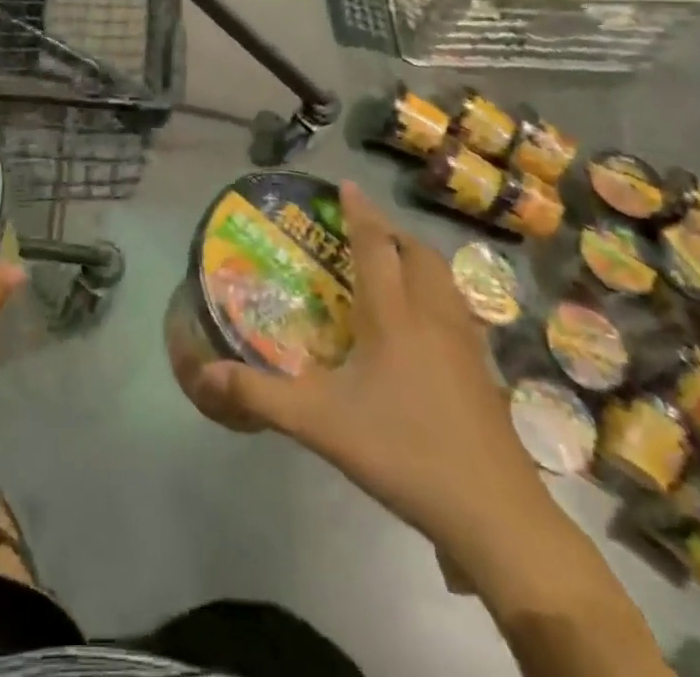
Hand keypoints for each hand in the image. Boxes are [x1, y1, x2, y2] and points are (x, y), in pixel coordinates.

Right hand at [180, 183, 546, 557]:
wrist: (494, 513)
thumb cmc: (404, 451)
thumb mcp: (320, 424)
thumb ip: (260, 396)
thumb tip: (205, 374)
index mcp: (393, 315)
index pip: (375, 245)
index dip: (360, 211)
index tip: (347, 185)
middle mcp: (431, 315)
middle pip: (418, 254)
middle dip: (392, 233)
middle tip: (366, 234)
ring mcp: (465, 343)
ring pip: (445, 279)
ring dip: (419, 260)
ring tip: (395, 269)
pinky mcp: (483, 372)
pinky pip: (458, 310)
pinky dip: (438, 296)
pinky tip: (425, 327)